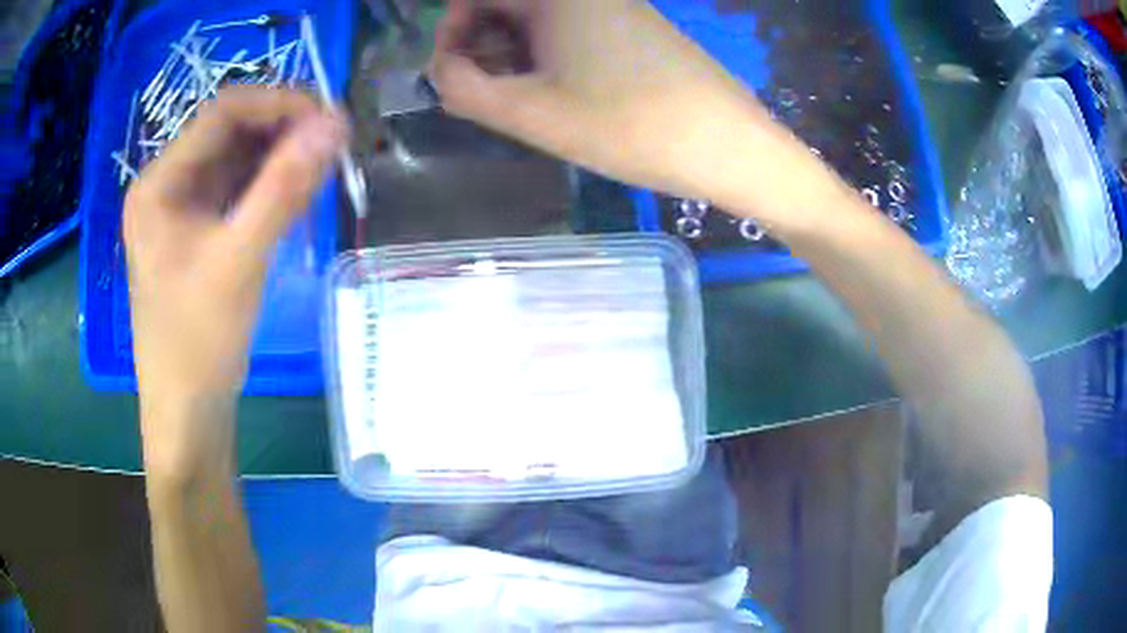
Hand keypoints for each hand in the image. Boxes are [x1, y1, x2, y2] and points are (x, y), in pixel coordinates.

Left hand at [124, 87, 346, 474]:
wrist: (187, 415)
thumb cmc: (198, 345)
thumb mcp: (239, 263)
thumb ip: (284, 189)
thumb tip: (335, 124)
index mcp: (159, 184)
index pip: (222, 113)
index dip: (278, 103)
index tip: (330, 118)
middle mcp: (166, 187)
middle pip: (229, 133)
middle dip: (282, 130)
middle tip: (334, 143)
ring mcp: (180, 211)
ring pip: (236, 161)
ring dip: (280, 157)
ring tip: (324, 166)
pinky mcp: (196, 234)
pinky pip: (236, 191)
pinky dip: (269, 186)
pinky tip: (298, 193)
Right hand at [429, 0, 828, 223]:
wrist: (728, 144)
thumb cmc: (629, 125)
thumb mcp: (533, 113)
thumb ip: (466, 90)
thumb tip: (442, 72)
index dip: (451, 32)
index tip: (451, 76)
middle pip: (507, 7)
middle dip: (480, 47)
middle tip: (483, 96)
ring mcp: (614, 9)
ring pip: (538, 23)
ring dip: (512, 57)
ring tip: (517, 104)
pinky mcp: (633, 31)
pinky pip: (570, 34)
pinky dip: (547, 59)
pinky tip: (554, 97)